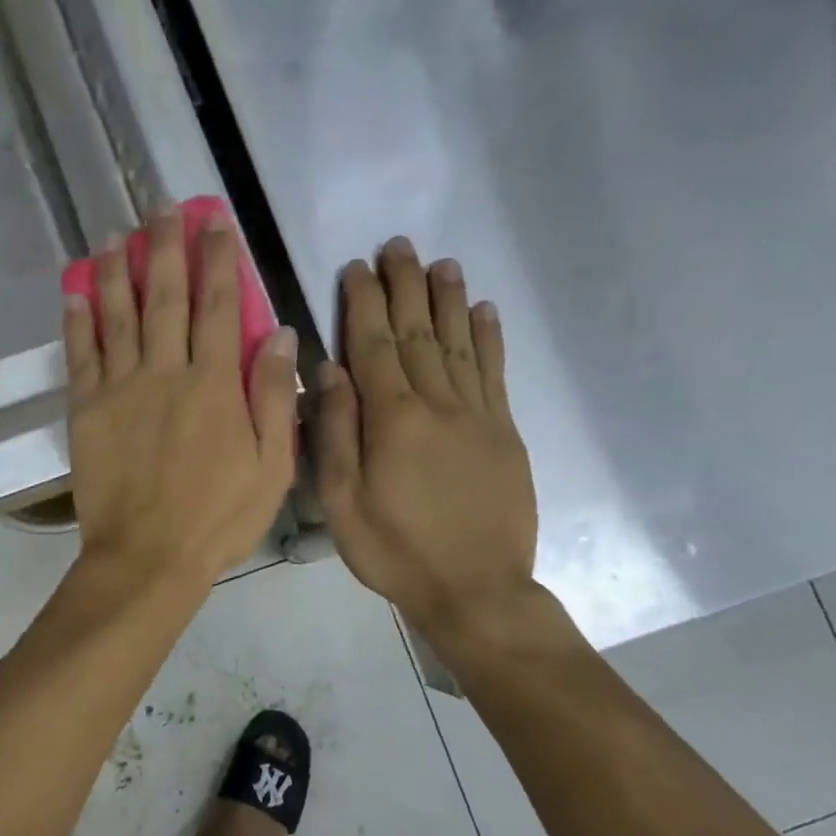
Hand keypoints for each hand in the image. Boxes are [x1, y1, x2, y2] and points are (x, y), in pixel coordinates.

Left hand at [64, 209, 297, 591]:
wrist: (147, 558)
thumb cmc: (218, 519)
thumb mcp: (271, 467)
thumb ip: (273, 397)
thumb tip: (281, 333)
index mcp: (215, 385)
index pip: (219, 306)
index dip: (218, 259)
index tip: (215, 222)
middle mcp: (165, 373)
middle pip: (165, 296)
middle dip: (166, 246)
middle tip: (163, 207)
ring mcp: (120, 389)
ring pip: (118, 315)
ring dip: (117, 270)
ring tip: (116, 234)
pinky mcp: (86, 410)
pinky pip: (81, 354)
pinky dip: (78, 320)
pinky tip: (75, 291)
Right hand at [315, 237, 537, 635]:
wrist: (477, 591)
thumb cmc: (396, 551)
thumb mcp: (343, 503)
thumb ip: (336, 433)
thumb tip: (330, 370)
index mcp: (393, 420)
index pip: (374, 346)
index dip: (364, 303)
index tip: (356, 267)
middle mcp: (438, 404)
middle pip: (419, 333)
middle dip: (405, 286)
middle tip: (398, 245)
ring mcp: (478, 416)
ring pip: (460, 343)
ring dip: (449, 299)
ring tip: (440, 263)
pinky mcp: (505, 432)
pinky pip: (495, 373)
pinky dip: (489, 338)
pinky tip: (484, 310)